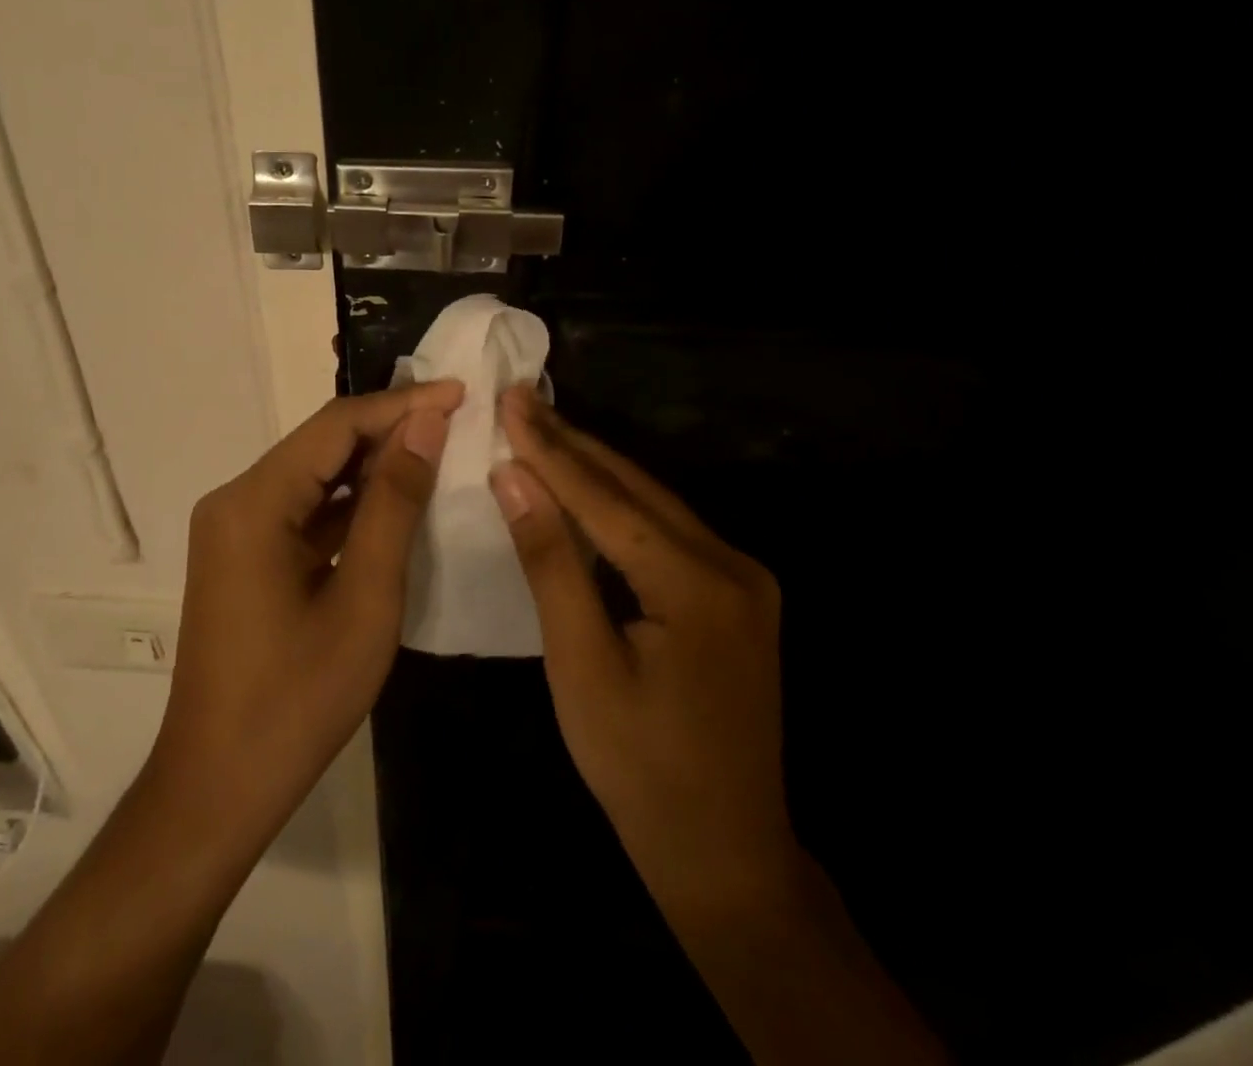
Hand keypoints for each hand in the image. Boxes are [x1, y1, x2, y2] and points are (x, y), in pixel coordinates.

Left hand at [154, 382, 462, 839]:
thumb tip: (426, 424)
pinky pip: (304, 510)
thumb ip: (394, 503)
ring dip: (373, 465)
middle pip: (322, 445)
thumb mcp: (365, 598)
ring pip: (315, 476)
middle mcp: (235, 500)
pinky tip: (396, 502)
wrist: (218, 787)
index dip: (402, 404)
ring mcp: (235, 529)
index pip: (336, 425)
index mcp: (254, 502)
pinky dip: (351, 504)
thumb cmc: (297, 699)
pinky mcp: (244, 556)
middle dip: (390, 428)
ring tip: (439, 449)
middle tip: (458, 418)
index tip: (460, 392)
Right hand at [489, 386, 797, 917]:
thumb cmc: (640, 769)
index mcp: (696, 584)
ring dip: (595, 468)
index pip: (606, 498)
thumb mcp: (580, 666)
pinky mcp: (737, 594)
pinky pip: (668, 531)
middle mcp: (732, 564)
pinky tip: (587, 488)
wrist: (727, 852)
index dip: (550, 449)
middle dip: (572, 444)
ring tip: (542, 429)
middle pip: (635, 489)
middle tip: (521, 401)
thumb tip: (515, 477)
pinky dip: (621, 505)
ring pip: (654, 504)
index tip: (509, 401)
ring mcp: (742, 578)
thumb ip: (550, 562)